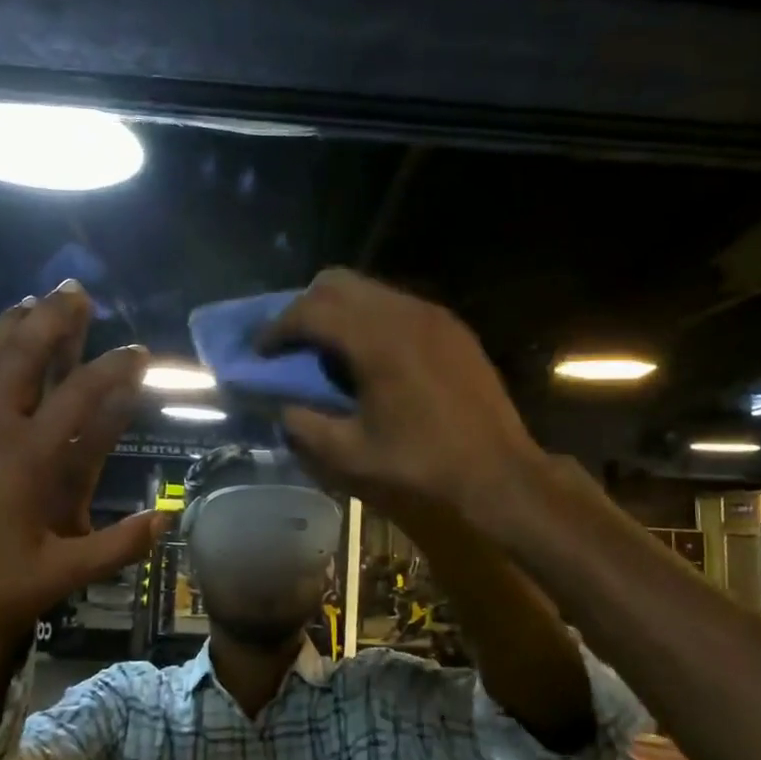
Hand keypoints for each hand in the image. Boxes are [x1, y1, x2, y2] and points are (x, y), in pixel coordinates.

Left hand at [0, 283, 160, 692]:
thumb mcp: (56, 576)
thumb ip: (116, 547)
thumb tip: (165, 521)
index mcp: (25, 456)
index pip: (81, 395)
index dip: (114, 368)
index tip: (138, 350)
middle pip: (22, 353)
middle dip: (53, 317)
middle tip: (75, 289)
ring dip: (7, 325)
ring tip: (30, 301)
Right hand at [258, 270, 545, 525]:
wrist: (500, 476)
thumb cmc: (422, 469)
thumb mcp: (350, 457)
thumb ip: (305, 426)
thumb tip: (284, 407)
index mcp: (377, 340)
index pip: (311, 310)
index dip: (277, 328)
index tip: (260, 351)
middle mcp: (406, 313)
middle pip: (338, 283)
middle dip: (305, 307)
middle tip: (290, 345)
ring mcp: (435, 317)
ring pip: (371, 290)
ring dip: (339, 311)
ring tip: (326, 350)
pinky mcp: (453, 330)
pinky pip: (399, 306)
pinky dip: (371, 320)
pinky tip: (370, 358)